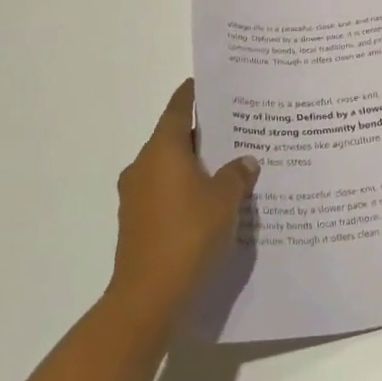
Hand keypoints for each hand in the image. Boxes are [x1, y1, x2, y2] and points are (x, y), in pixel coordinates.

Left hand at [105, 78, 258, 314]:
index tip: (208, 82)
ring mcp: (136, 197)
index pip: (178, 109)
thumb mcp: (225, 199)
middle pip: (174, 138)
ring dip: (195, 164)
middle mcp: (143, 167)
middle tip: (235, 124)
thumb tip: (245, 161)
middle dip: (202, 132)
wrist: (148, 297)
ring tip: (229, 163)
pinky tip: (213, 198)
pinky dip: (187, 188)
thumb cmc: (188, 234)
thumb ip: (237, 174)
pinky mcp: (137, 223)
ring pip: (170, 167)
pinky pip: (166, 192)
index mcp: (161, 151)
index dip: (193, 94)